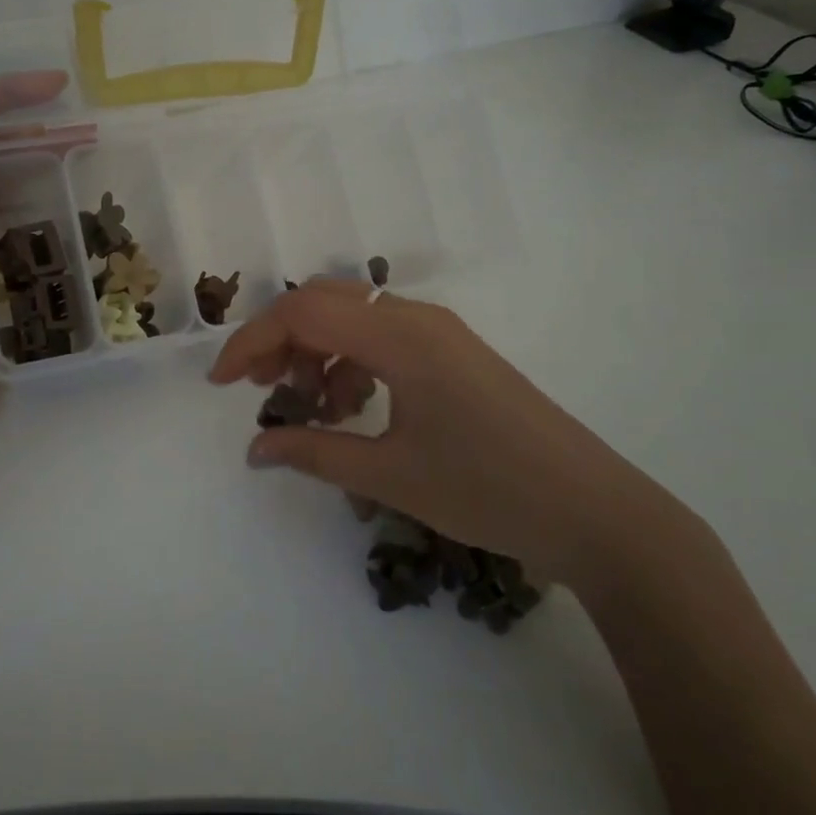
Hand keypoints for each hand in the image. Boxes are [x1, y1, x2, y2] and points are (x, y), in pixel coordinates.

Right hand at [207, 281, 685, 592]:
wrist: (594, 511)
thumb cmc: (488, 491)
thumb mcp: (389, 476)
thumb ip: (314, 453)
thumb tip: (254, 449)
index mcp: (401, 338)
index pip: (303, 313)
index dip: (252, 342)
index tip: (221, 384)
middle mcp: (418, 319)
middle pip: (324, 303)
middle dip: (280, 340)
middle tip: (258, 389)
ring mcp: (440, 333)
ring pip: (354, 318)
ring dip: (317, 352)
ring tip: (309, 407)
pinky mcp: (453, 353)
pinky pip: (384, 339)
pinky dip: (352, 363)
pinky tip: (353, 410)